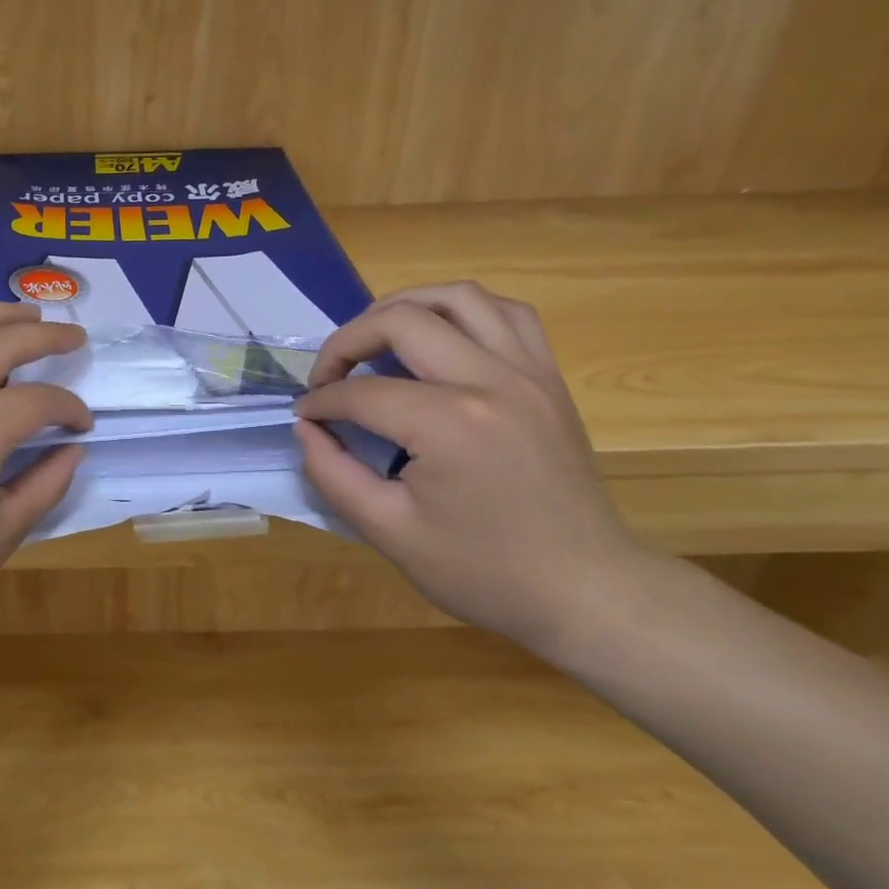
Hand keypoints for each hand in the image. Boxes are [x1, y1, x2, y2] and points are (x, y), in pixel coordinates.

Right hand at [294, 282, 650, 652]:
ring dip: (404, 308)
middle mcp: (491, 380)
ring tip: (376, 339)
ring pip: (459, 297)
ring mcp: (529, 373)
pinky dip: (462, 313)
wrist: (584, 590)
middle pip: (403, 320)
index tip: (304, 418)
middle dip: (348, 340)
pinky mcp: (550, 379)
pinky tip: (440, 339)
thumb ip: (333, 473)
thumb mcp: (388, 532)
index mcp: (448, 424)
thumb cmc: (481, 571)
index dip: (320, 401)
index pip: (362, 391)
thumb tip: (307, 428)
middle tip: (328, 377)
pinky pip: (507, 314)